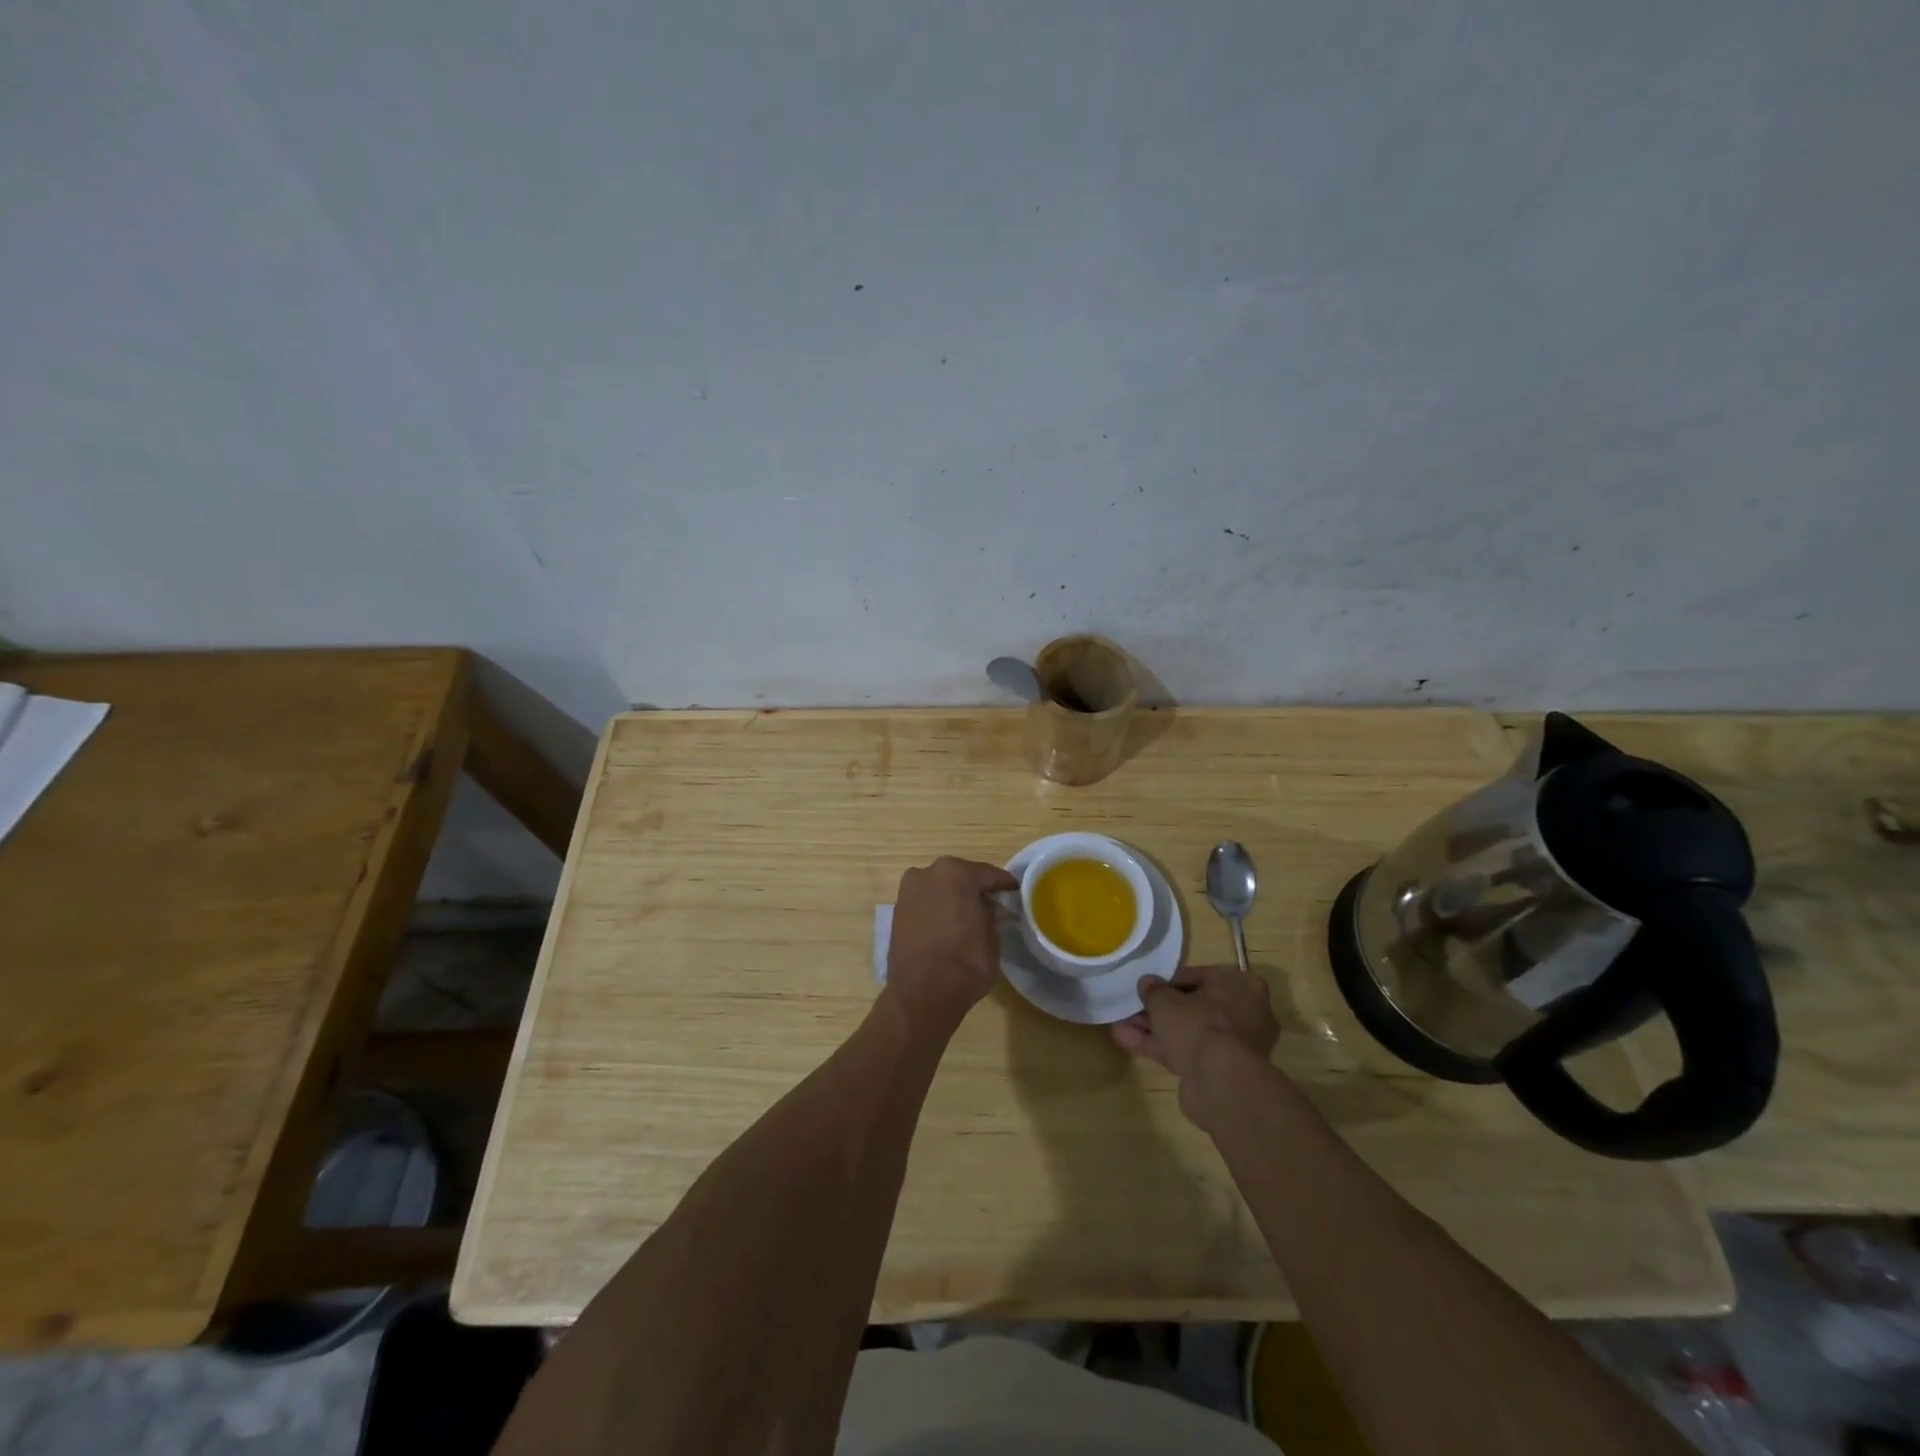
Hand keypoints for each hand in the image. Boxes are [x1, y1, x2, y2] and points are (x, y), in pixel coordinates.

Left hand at [885, 856, 1019, 1036]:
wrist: (922, 994)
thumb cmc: (965, 962)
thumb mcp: (991, 938)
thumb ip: (992, 916)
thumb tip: (993, 909)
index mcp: (956, 873)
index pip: (987, 874)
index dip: (1004, 884)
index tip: (1015, 892)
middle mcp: (928, 874)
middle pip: (960, 877)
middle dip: (975, 889)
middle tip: (993, 904)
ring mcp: (909, 892)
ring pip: (940, 889)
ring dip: (954, 898)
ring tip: (969, 917)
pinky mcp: (897, 912)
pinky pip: (925, 904)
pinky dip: (937, 910)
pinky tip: (949, 925)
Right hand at [1112, 964, 1279, 1127]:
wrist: (1220, 1083)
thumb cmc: (1198, 1025)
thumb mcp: (1165, 1000)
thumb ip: (1153, 989)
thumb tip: (1147, 983)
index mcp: (1240, 985)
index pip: (1198, 976)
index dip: (1168, 981)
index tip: (1146, 987)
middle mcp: (1245, 1012)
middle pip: (1193, 1006)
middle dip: (1159, 1009)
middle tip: (1131, 1008)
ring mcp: (1234, 1044)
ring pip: (1188, 1031)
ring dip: (1155, 1028)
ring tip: (1120, 1025)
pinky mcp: (1221, 1069)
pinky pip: (1188, 1051)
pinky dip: (1161, 1047)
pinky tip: (1128, 1041)